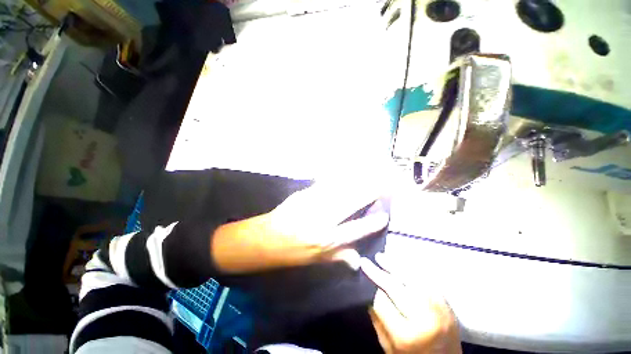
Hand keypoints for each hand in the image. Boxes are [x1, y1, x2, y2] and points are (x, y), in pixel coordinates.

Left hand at [212, 182, 388, 272]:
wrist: (265, 239)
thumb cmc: (291, 253)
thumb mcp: (316, 261)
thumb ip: (339, 257)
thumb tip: (359, 261)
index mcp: (327, 239)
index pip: (357, 229)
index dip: (373, 222)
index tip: (385, 215)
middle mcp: (323, 219)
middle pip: (351, 202)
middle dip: (368, 191)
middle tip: (382, 183)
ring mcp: (312, 203)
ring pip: (339, 189)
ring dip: (355, 180)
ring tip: (369, 173)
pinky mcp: (303, 194)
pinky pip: (324, 183)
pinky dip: (337, 177)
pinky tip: (345, 171)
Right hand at [361, 255, 460, 353]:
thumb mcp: (389, 347)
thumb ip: (377, 320)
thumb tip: (368, 292)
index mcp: (406, 335)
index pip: (381, 302)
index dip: (371, 288)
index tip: (363, 276)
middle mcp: (424, 318)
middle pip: (396, 286)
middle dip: (378, 272)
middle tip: (365, 261)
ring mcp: (439, 309)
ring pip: (412, 277)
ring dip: (394, 264)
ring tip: (381, 257)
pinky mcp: (447, 304)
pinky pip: (426, 279)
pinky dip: (411, 268)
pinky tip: (401, 263)